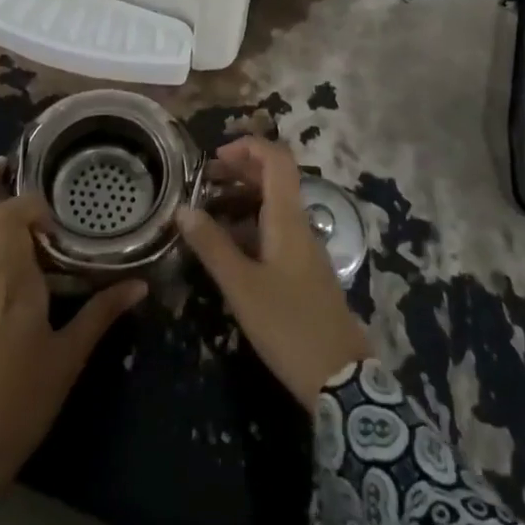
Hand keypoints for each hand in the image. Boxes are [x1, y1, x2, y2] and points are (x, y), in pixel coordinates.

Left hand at [0, 157, 145, 498]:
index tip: (56, 214)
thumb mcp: (69, 359)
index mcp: (11, 286)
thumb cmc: (22, 402)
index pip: (6, 218)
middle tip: (6, 164)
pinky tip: (13, 249)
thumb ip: (102, 315)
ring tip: (13, 197)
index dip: (28, 202)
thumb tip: (139, 285)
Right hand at [177, 137, 371, 408]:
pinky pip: (275, 230)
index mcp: (288, 218)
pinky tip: (226, 244)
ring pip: (273, 206)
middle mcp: (299, 224)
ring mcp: (304, 248)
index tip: (214, 157)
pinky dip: (250, 225)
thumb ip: (212, 246)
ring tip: (205, 210)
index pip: (277, 159)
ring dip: (242, 198)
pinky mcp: (303, 271)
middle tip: (202, 181)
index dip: (248, 147)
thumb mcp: (242, 286)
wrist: (340, 377)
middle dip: (239, 170)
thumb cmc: (288, 326)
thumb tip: (183, 209)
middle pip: (274, 179)